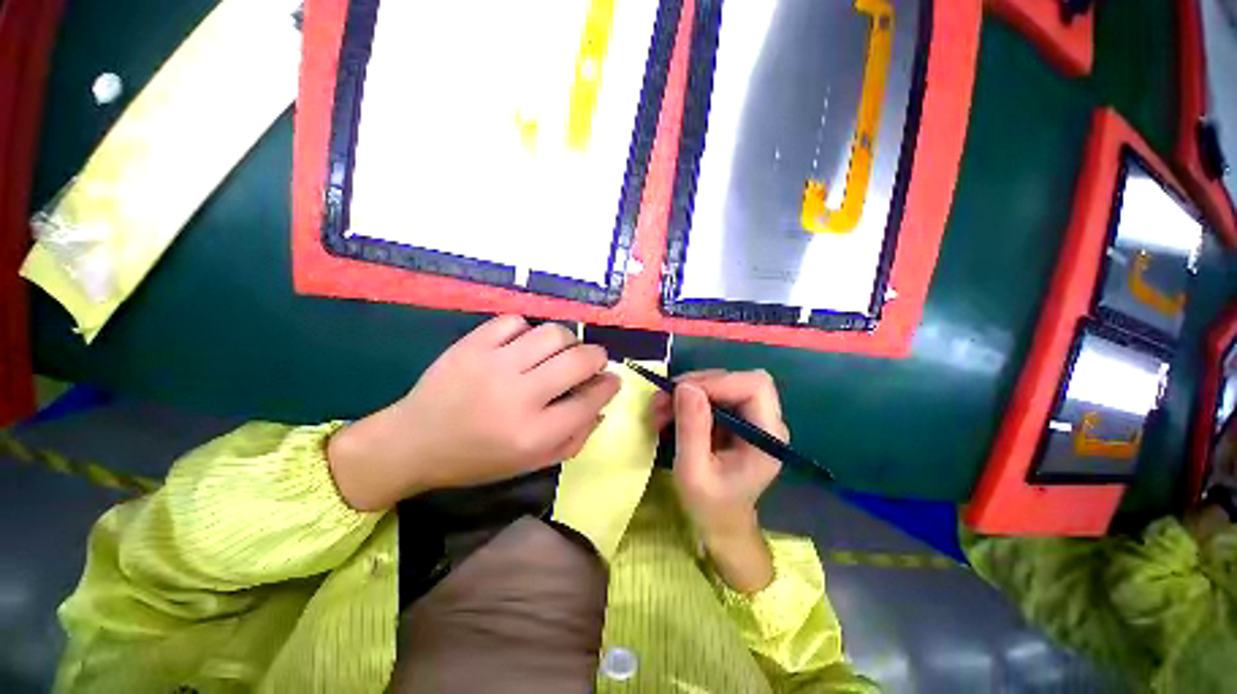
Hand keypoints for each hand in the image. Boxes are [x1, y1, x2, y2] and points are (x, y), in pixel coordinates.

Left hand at [328, 316, 619, 510]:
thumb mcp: (532, 463)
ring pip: (553, 333)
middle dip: (598, 356)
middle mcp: (518, 396)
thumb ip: (574, 437)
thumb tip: (601, 404)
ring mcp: (494, 364)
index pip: (589, 400)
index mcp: (534, 434)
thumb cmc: (479, 459)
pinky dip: (528, 331)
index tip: (611, 379)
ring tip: (560, 351)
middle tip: (593, 361)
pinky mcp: (472, 344)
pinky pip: (515, 321)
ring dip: (568, 340)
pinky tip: (522, 345)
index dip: (608, 386)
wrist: (414, 442)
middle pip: (578, 359)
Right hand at [654, 370, 786, 592]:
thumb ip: (692, 429)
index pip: (754, 386)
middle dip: (696, 384)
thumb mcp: (693, 472)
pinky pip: (712, 394)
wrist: (720, 523)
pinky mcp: (735, 417)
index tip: (680, 393)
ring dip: (687, 391)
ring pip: (721, 383)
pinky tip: (668, 413)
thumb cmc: (709, 506)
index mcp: (767, 436)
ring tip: (659, 409)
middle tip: (663, 400)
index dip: (718, 381)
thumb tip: (686, 386)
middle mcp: (765, 421)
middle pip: (736, 379)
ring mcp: (751, 417)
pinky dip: (687, 399)